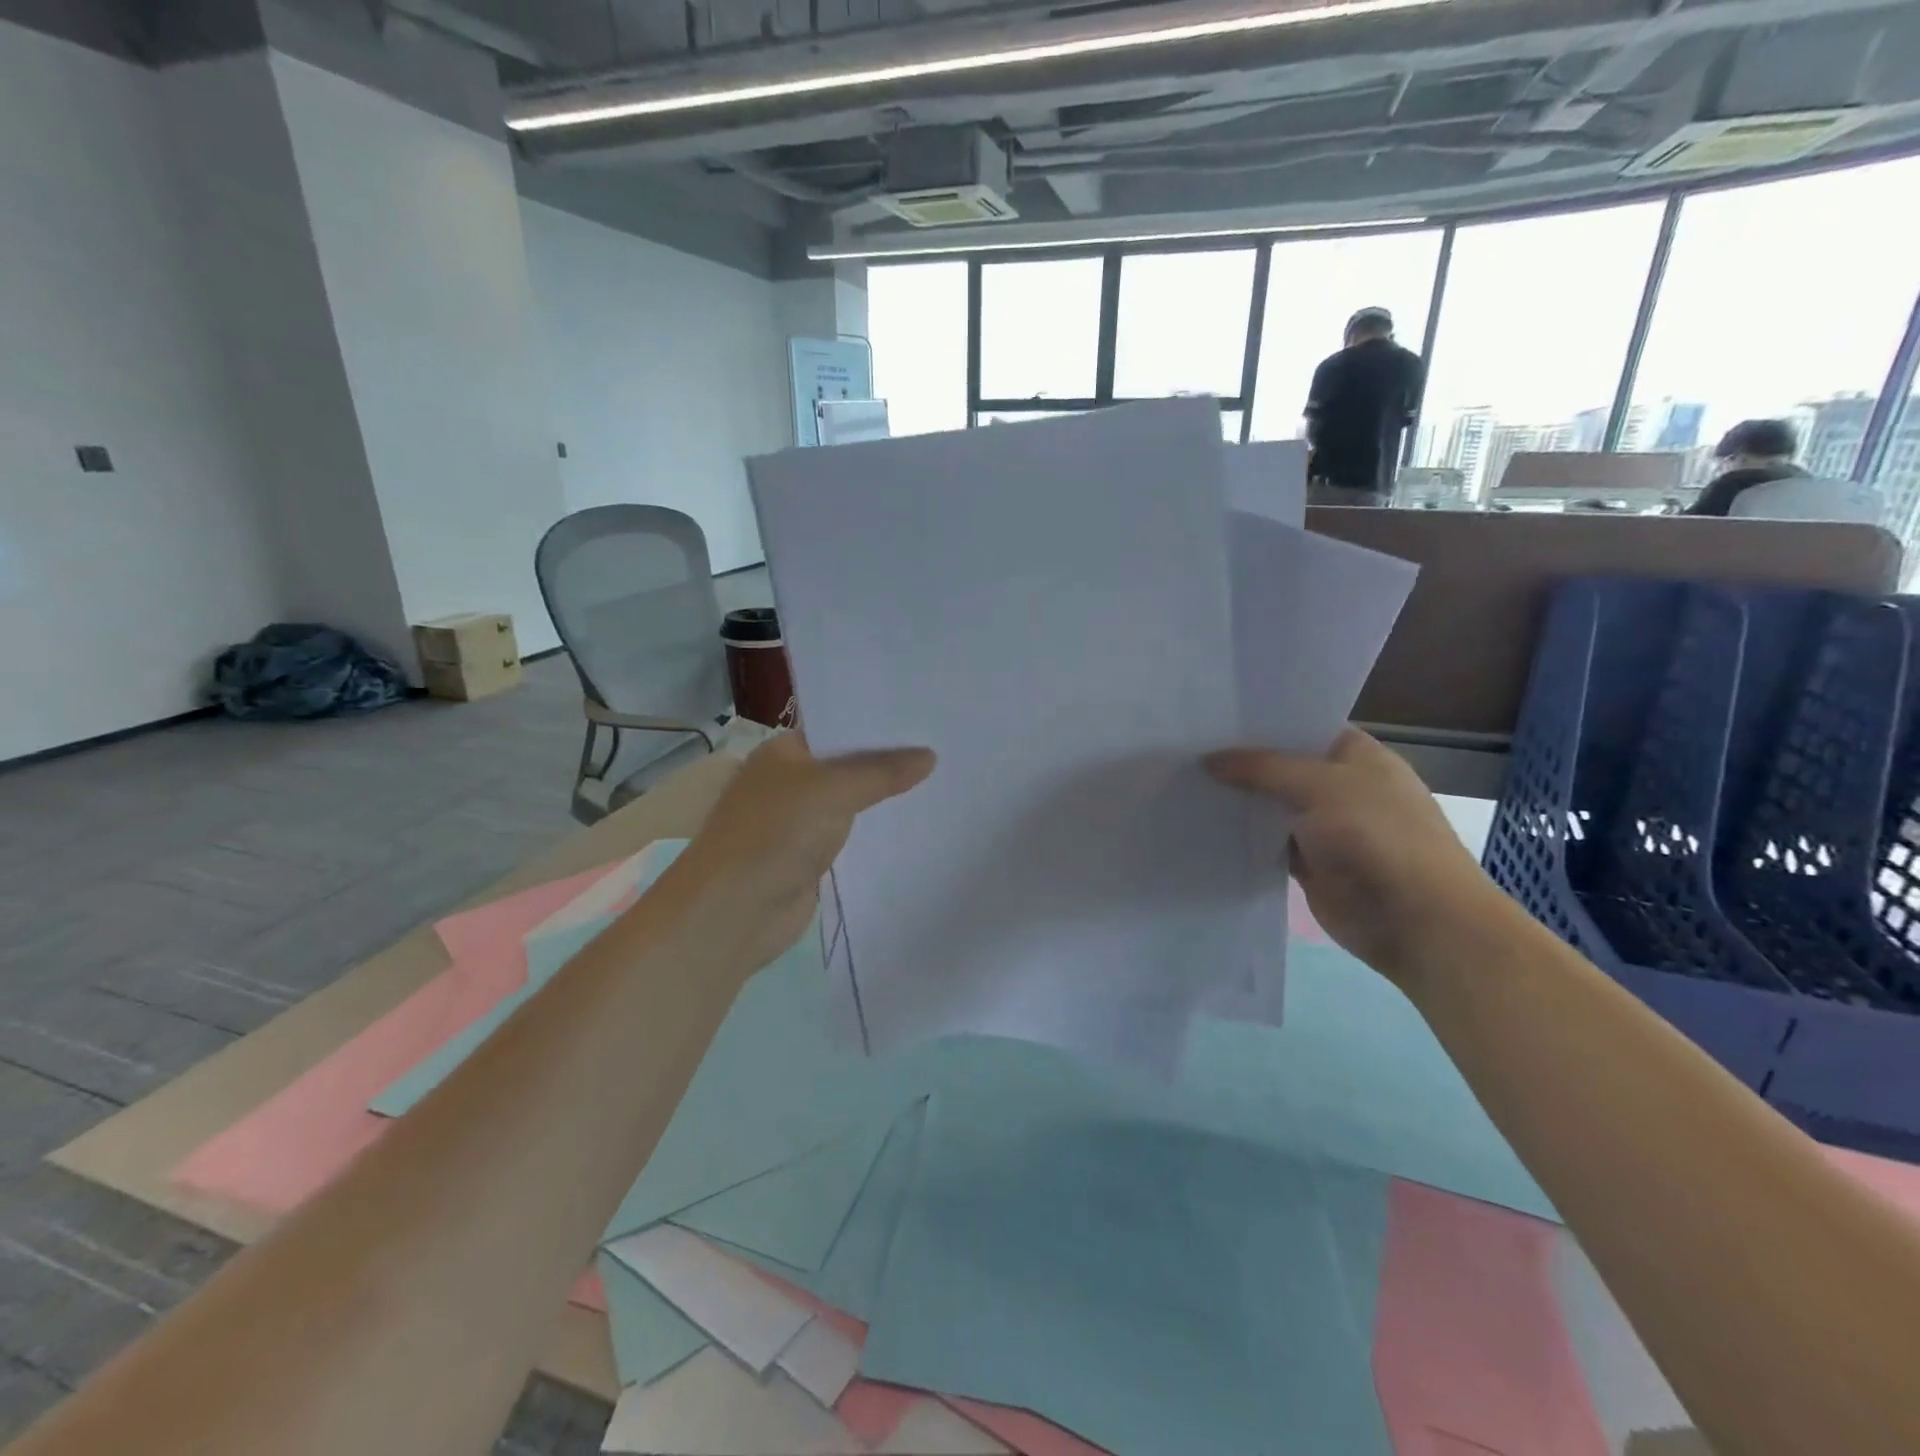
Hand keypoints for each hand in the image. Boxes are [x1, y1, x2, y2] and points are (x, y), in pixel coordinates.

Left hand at [665, 732, 934, 979]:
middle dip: (889, 760)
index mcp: (785, 751)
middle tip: (944, 745)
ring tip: (941, 780)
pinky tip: (913, 823)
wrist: (735, 911)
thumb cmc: (776, 833)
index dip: (878, 722)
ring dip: (885, 798)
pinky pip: (851, 835)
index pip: (838, 726)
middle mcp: (791, 781)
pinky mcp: (811, 857)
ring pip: (852, 801)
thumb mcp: (834, 790)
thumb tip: (929, 756)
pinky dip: (876, 831)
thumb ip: (882, 772)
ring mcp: (800, 821)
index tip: (925, 717)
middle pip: (848, 764)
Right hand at [1205, 728, 1512, 985]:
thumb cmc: (1377, 837)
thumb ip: (1262, 769)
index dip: (1262, 723)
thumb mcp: (1319, 786)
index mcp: (1358, 756)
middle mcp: (1342, 787)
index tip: (1213, 717)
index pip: (1303, 727)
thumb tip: (1207, 760)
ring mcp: (1326, 828)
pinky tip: (1204, 824)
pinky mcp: (1310, 864)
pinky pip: (1269, 843)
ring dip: (1239, 801)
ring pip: (1272, 806)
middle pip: (1283, 767)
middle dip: (1242, 762)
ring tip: (1183, 782)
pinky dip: (1244, 838)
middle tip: (1186, 748)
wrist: (1416, 920)